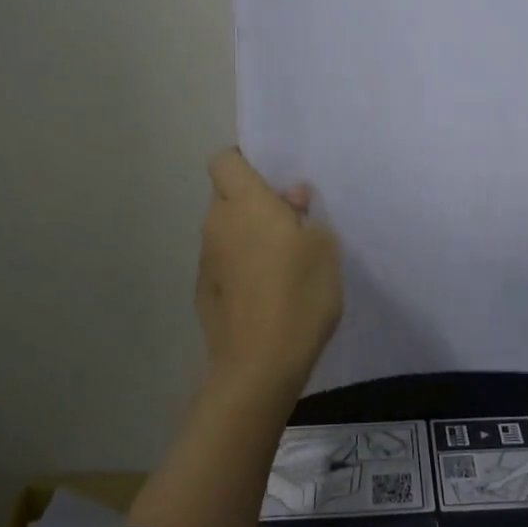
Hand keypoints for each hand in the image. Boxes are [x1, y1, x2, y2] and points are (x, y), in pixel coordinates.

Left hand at [198, 149, 342, 394]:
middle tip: (291, 222)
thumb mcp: (323, 246)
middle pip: (227, 195)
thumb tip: (290, 199)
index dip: (245, 161)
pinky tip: (266, 292)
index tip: (274, 180)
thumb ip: (306, 214)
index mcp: (244, 203)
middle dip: (254, 202)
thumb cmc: (299, 294)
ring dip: (248, 235)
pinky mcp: (204, 293)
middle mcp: (217, 224)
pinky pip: (224, 262)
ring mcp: (206, 260)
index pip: (225, 160)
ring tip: (284, 261)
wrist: (259, 367)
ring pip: (226, 230)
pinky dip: (241, 266)